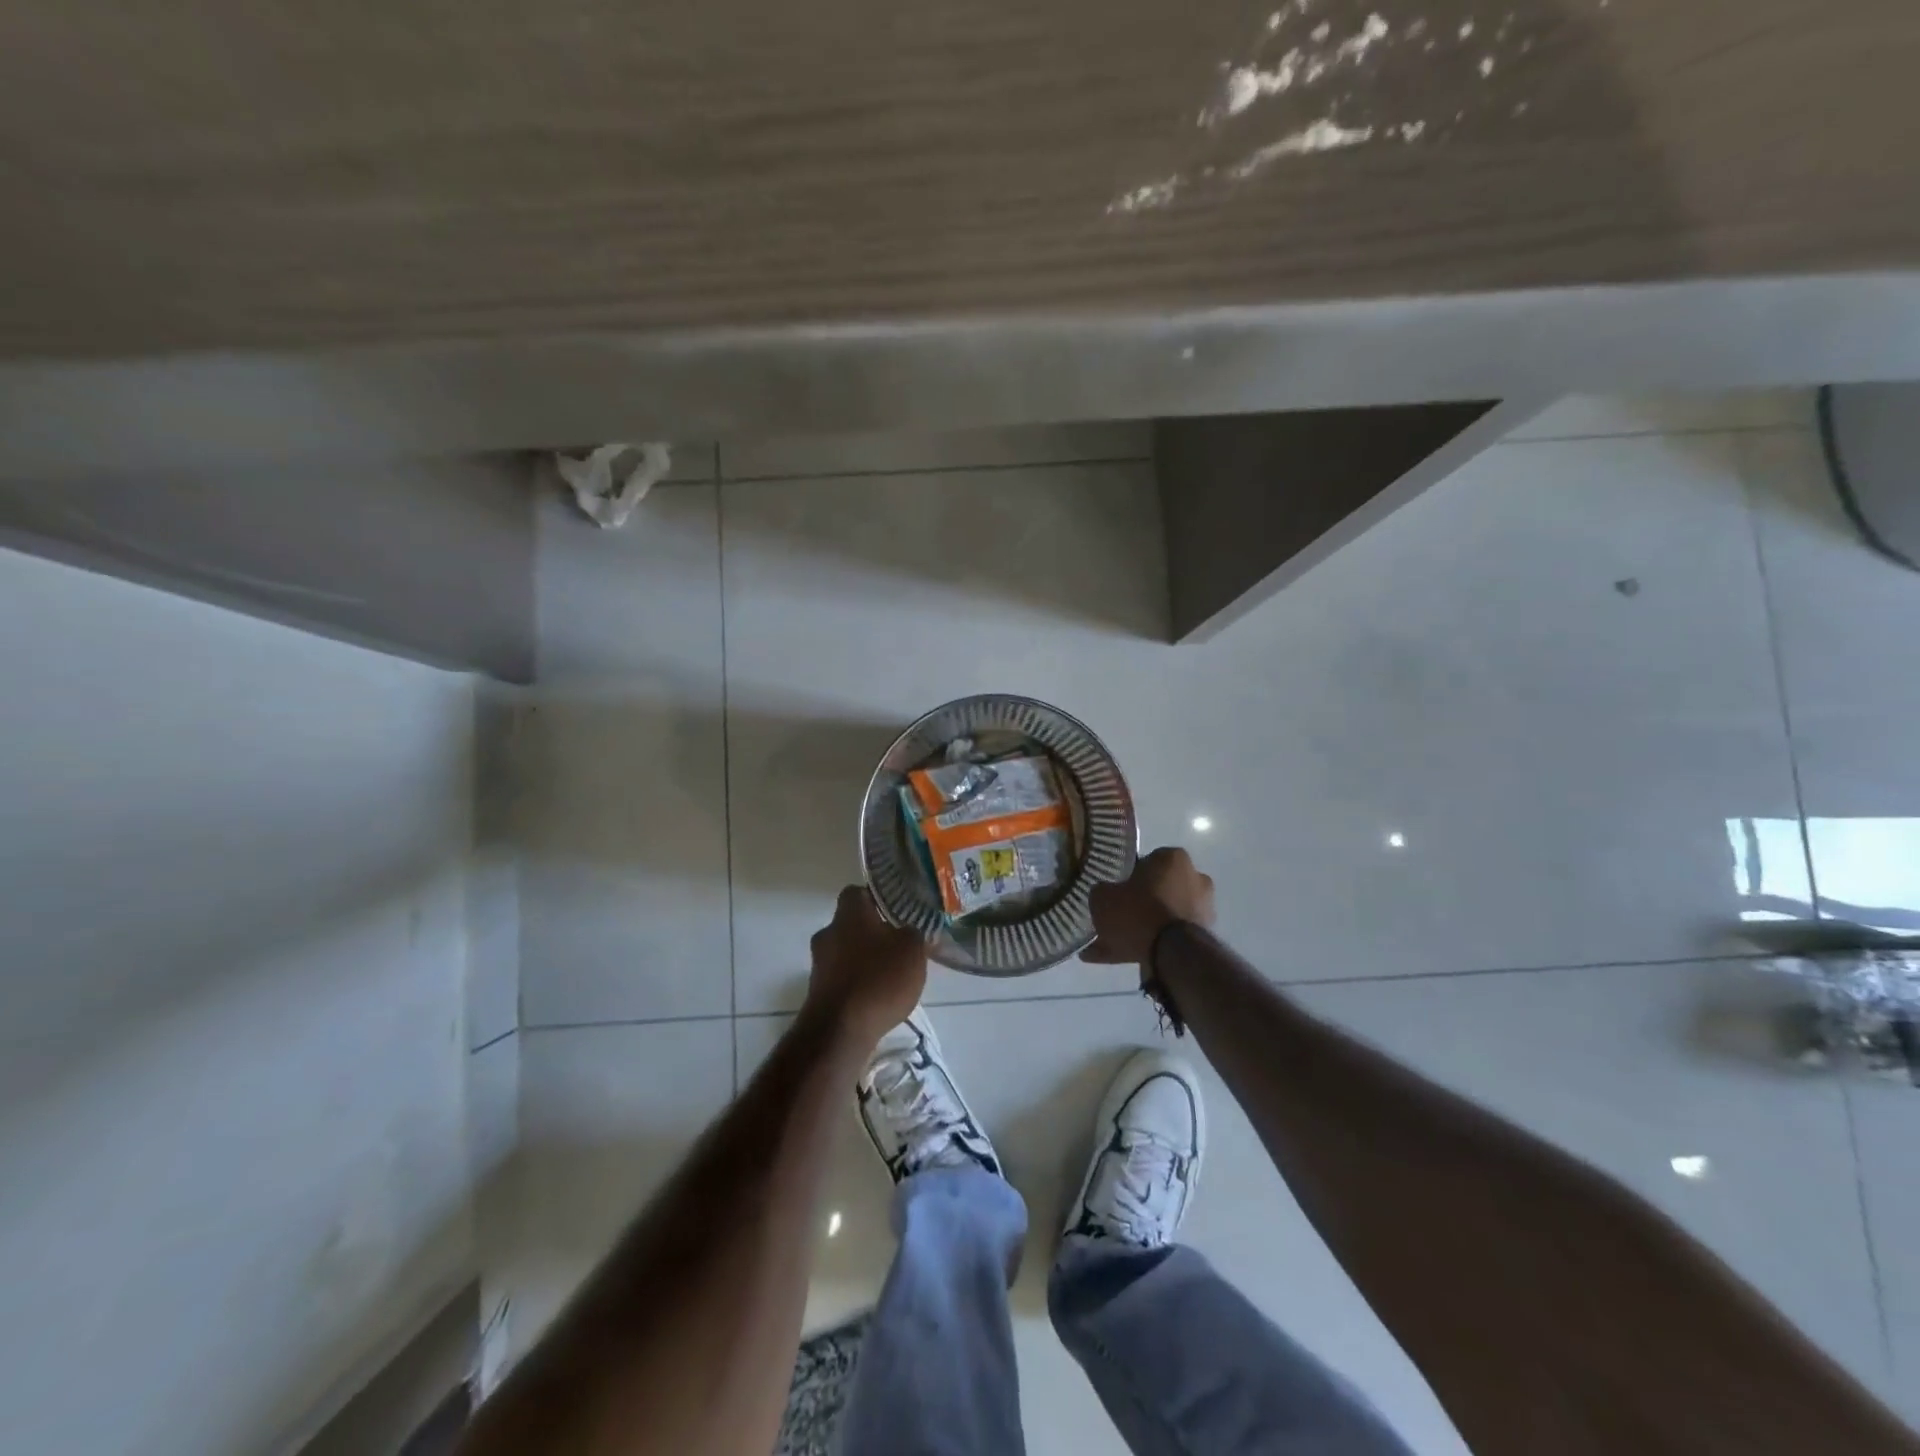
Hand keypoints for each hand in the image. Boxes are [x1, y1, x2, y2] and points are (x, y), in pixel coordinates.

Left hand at [805, 885, 928, 1047]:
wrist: (839, 1031)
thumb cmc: (879, 979)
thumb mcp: (912, 950)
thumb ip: (914, 933)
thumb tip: (911, 929)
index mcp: (849, 914)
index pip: (857, 892)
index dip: (877, 899)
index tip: (896, 911)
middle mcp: (828, 933)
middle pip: (851, 924)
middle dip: (873, 933)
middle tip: (898, 945)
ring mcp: (819, 964)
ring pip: (846, 952)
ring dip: (865, 960)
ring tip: (891, 976)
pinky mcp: (817, 992)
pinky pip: (842, 978)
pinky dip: (857, 984)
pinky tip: (876, 999)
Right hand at [1083, 847, 1215, 967]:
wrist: (1170, 955)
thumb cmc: (1137, 912)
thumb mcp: (1103, 896)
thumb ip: (1103, 891)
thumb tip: (1105, 894)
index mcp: (1173, 858)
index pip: (1146, 861)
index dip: (1127, 877)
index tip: (1115, 892)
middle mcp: (1195, 878)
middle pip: (1159, 889)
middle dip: (1139, 903)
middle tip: (1116, 918)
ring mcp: (1203, 910)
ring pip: (1164, 916)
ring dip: (1144, 927)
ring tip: (1115, 944)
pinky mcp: (1204, 938)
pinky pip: (1170, 939)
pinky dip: (1150, 946)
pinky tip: (1125, 958)